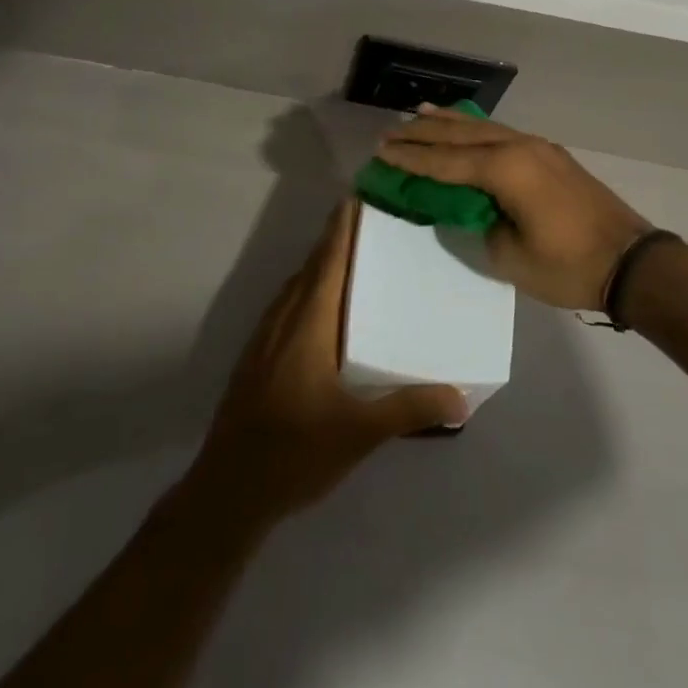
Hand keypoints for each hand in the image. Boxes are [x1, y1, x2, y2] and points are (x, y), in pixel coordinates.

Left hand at [189, 199, 467, 524]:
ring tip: (352, 260)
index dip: (341, 228)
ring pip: (295, 287)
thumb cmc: (295, 451)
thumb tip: (460, 396)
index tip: (357, 196)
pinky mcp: (255, 359)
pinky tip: (323, 313)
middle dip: (335, 241)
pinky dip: (307, 292)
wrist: (227, 491)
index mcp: (308, 323)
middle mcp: (283, 319)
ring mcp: (264, 338)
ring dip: (320, 266)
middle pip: (311, 267)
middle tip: (369, 224)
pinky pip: (286, 307)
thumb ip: (409, 409)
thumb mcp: (359, 432)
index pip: (328, 261)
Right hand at [375, 105, 649, 309]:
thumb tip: (469, 208)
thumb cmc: (568, 266)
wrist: (632, 261)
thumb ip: (480, 225)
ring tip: (419, 113)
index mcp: (505, 170)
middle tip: (389, 131)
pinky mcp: (550, 155)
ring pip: (482, 127)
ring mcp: (538, 147)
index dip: (411, 159)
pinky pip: (501, 133)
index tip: (380, 152)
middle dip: (423, 133)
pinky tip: (467, 128)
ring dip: (449, 122)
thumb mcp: (510, 257)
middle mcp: (518, 147)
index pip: (445, 162)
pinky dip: (475, 129)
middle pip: (460, 135)